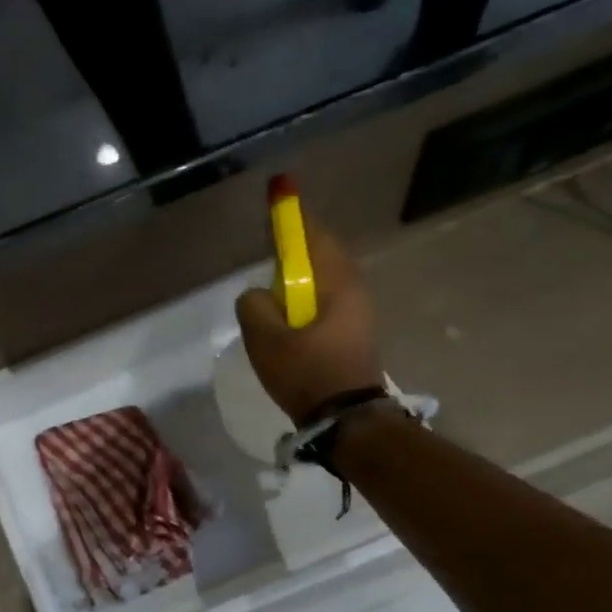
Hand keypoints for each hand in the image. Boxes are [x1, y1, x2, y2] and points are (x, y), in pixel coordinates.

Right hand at [234, 212, 383, 424]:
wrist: (345, 418)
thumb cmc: (306, 372)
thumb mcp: (265, 338)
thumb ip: (254, 305)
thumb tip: (257, 294)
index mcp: (336, 282)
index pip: (312, 235)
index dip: (291, 216)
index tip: (279, 193)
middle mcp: (353, 288)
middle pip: (321, 252)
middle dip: (295, 244)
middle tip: (269, 243)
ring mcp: (357, 310)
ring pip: (324, 276)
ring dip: (300, 272)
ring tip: (273, 284)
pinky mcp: (352, 330)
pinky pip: (325, 297)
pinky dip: (305, 293)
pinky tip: (288, 311)